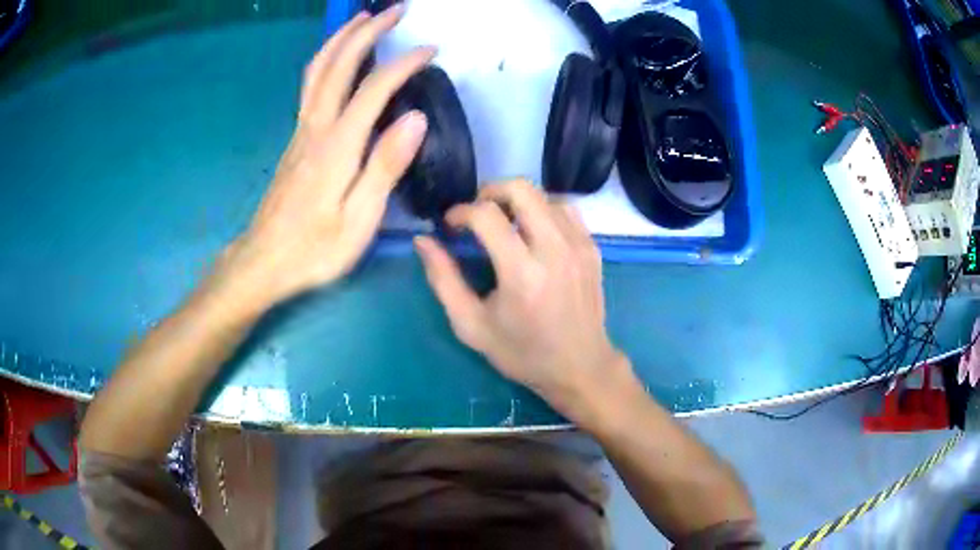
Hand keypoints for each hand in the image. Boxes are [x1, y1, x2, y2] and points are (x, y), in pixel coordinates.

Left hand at [219, 6, 434, 309]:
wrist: (263, 261)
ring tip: (363, 19)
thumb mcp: (358, 221)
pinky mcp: (295, 139)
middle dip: (367, 31)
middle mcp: (315, 128)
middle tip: (395, 10)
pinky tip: (336, 58)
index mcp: (337, 147)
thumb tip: (415, 117)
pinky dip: (327, 60)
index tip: (430, 49)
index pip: (373, 89)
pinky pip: (310, 86)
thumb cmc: (314, 249)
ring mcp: (301, 131)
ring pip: (318, 70)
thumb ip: (385, 167)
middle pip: (338, 65)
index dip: (403, 63)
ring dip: (341, 39)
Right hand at [415, 180, 629, 421]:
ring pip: (544, 195)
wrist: (580, 367)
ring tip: (504, 225)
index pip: (486, 215)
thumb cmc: (522, 353)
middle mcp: (554, 250)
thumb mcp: (472, 326)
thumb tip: (423, 241)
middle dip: (490, 192)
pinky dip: (543, 210)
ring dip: (517, 202)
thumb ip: (444, 280)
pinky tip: (533, 232)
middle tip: (477, 214)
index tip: (451, 226)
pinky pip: (565, 210)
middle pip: (521, 189)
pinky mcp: (592, 248)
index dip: (460, 212)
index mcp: (521, 273)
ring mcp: (579, 245)